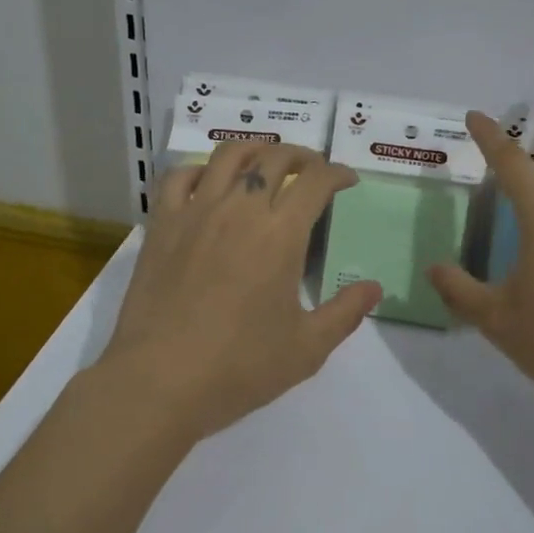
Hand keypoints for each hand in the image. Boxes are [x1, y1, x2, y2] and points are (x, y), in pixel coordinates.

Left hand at [101, 142, 383, 439]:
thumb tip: (374, 287)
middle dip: (302, 155)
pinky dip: (200, 169)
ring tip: (266, 160)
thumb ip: (346, 313)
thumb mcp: (307, 349)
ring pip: (228, 156)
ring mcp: (196, 213)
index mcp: (281, 235)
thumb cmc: (239, 367)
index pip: (315, 181)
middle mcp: (240, 210)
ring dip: (255, 149)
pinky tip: (208, 182)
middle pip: (274, 158)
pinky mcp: (161, 225)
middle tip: (312, 169)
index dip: (337, 173)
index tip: (347, 180)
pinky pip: (179, 177)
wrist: (158, 382)